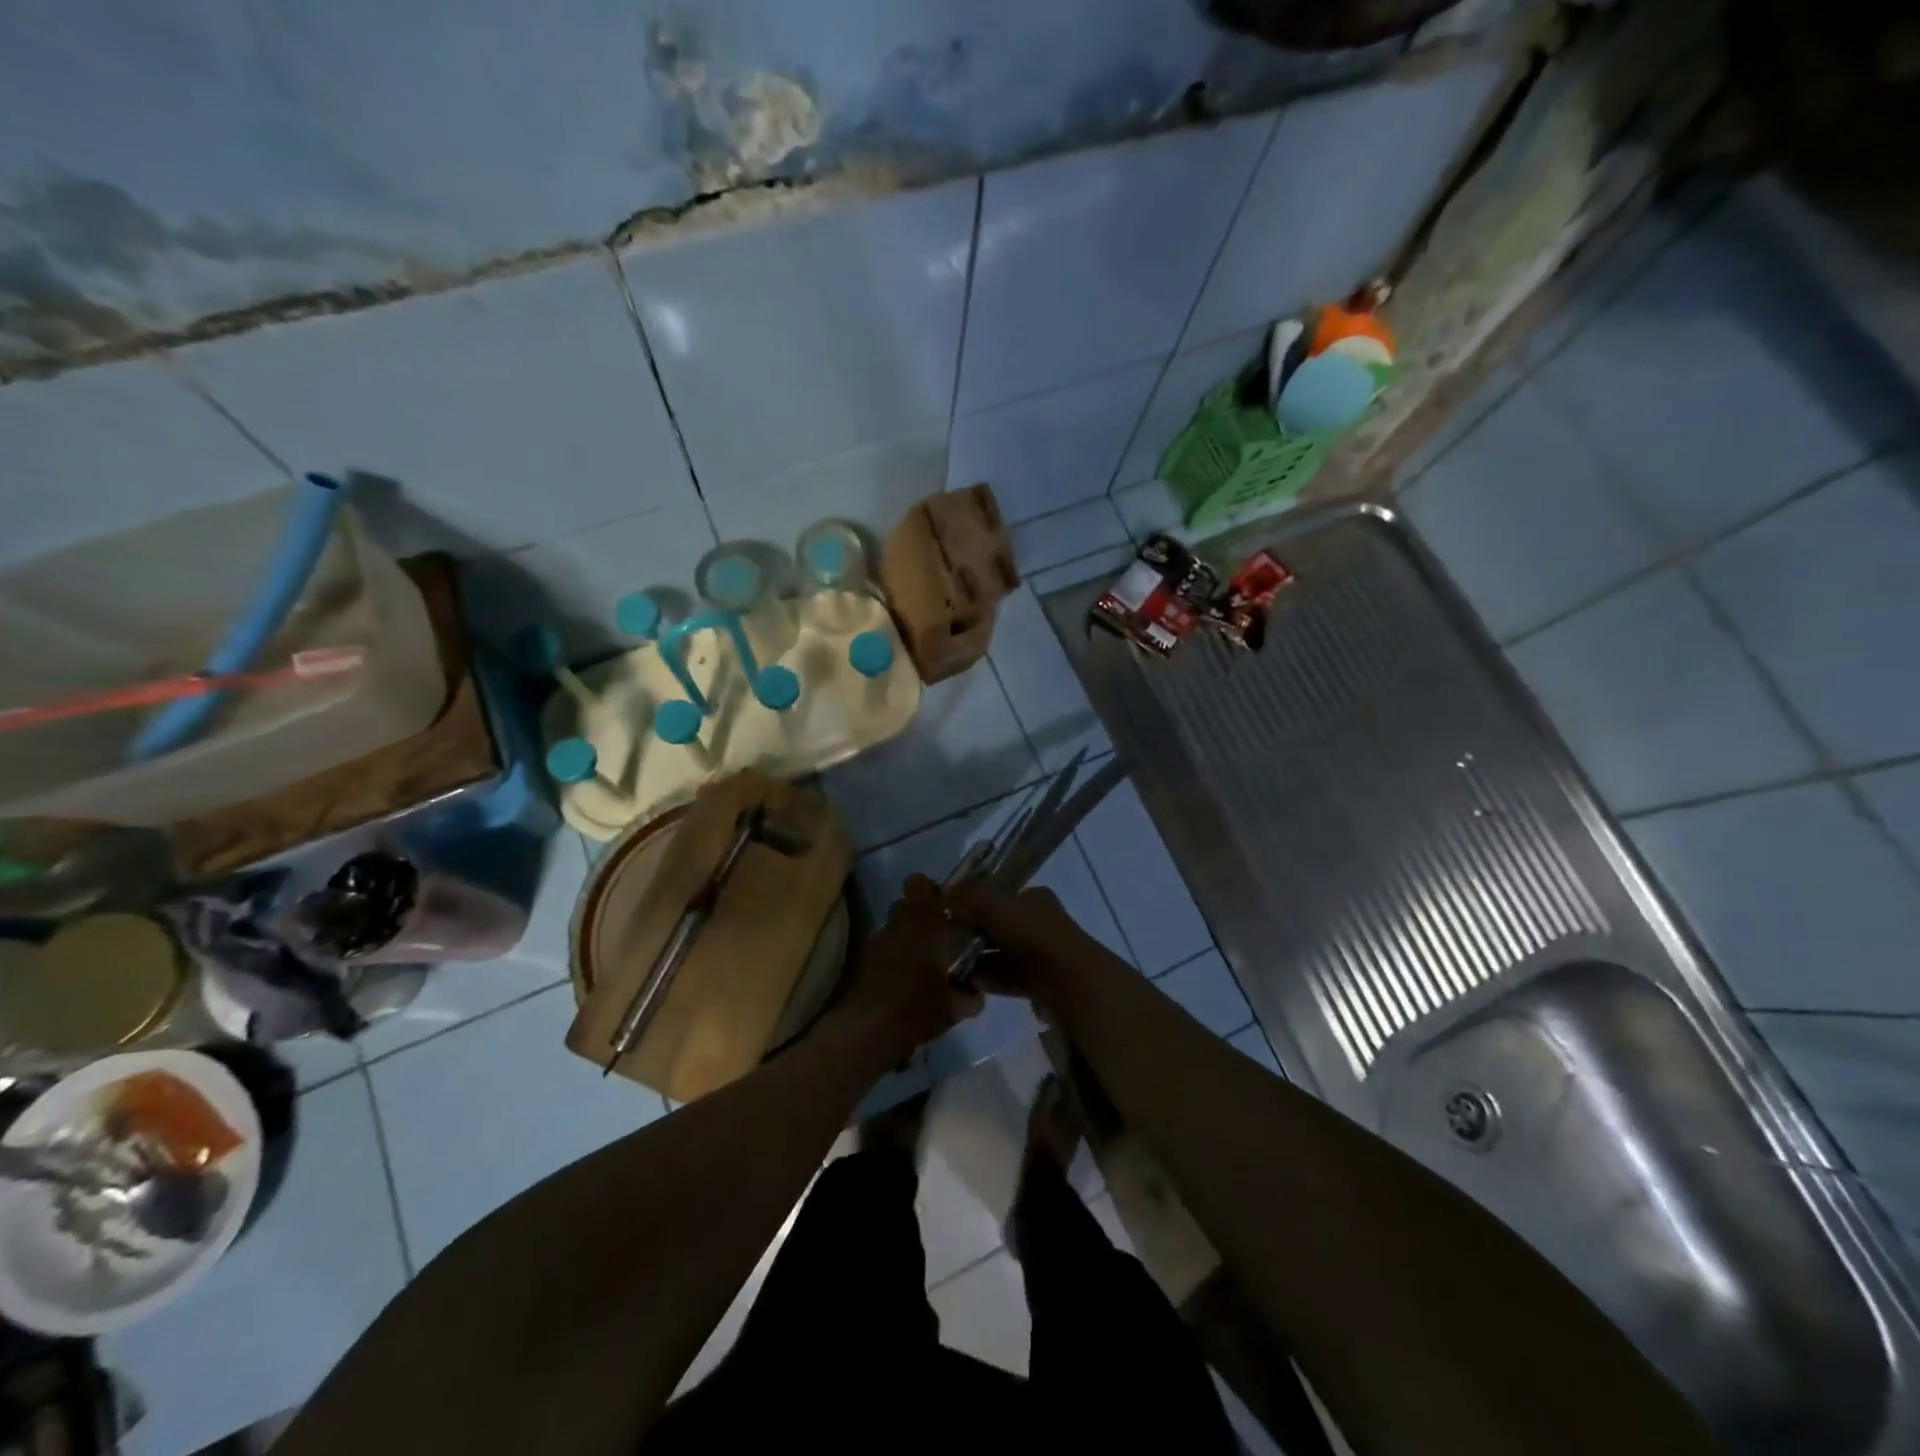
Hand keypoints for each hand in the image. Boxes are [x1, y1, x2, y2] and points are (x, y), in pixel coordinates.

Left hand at [835, 878, 982, 1056]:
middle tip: (937, 935)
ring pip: (894, 924)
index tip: (948, 909)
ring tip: (920, 961)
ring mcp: (877, 939)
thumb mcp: (955, 1007)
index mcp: (924, 921)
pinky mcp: (863, 959)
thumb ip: (969, 995)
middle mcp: (898, 922)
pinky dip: (892, 955)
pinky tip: (902, 978)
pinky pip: (883, 946)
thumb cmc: (918, 1007)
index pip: (920, 883)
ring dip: (906, 935)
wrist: (869, 1029)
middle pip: (906, 903)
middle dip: (920, 913)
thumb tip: (975, 992)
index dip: (932, 891)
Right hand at [936, 880, 1114, 1022]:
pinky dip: (990, 980)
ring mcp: (1041, 954)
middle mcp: (1039, 922)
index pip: (999, 896)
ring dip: (979, 960)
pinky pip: (1008, 978)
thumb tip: (941, 893)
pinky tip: (968, 984)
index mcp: (1033, 898)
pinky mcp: (1039, 982)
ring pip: (1002, 954)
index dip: (973, 903)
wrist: (1068, 980)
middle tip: (944, 943)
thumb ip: (968, 896)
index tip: (948, 915)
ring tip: (950, 967)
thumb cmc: (1031, 934)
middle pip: (999, 926)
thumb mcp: (994, 904)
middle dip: (973, 934)